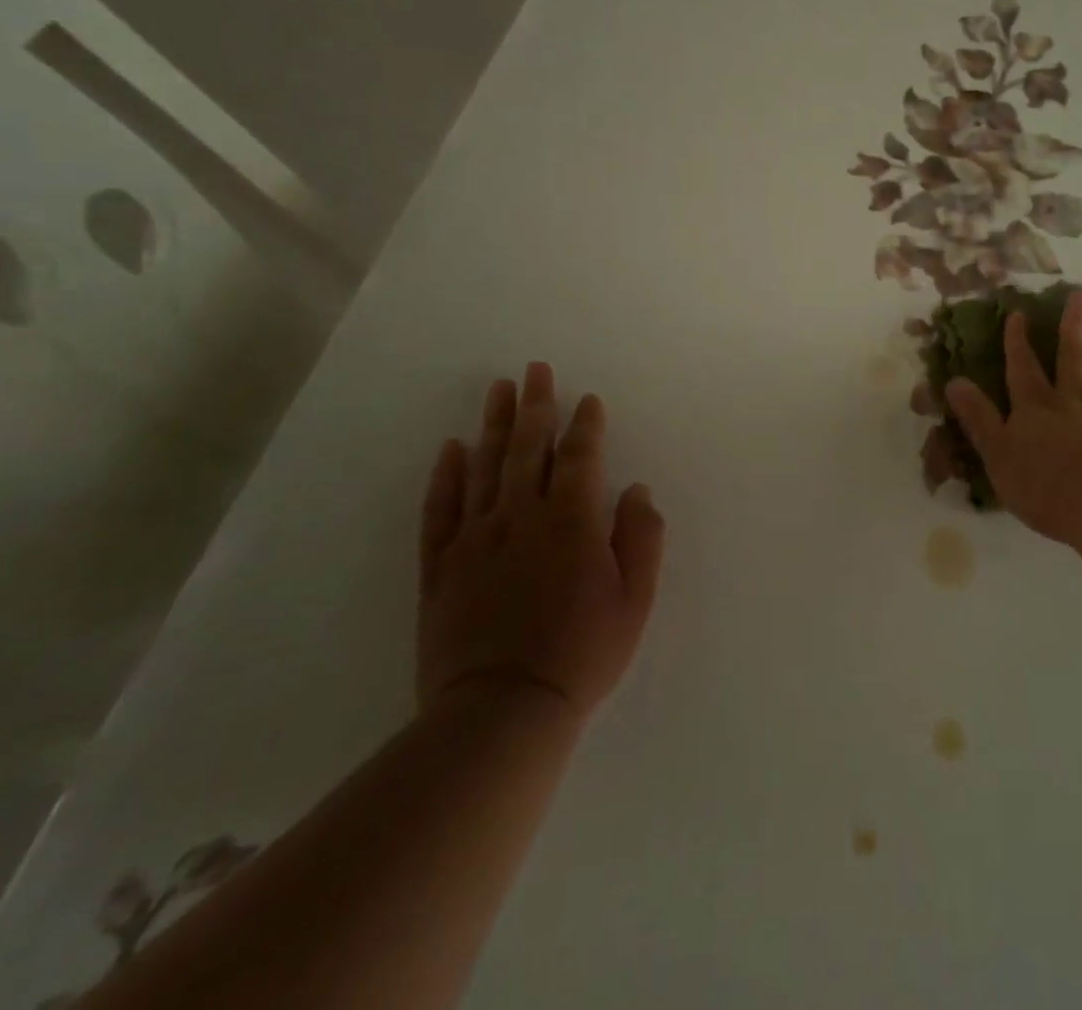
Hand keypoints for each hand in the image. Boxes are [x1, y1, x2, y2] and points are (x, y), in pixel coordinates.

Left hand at [419, 363, 665, 732]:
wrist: (503, 711)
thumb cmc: (583, 653)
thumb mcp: (635, 599)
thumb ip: (641, 538)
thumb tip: (635, 490)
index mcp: (572, 522)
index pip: (580, 458)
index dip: (585, 425)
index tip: (586, 400)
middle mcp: (522, 517)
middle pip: (529, 448)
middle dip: (536, 406)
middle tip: (536, 370)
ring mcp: (476, 539)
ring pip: (485, 467)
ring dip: (494, 425)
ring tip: (499, 389)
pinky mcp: (441, 567)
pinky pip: (440, 510)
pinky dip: (447, 476)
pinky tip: (453, 448)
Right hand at [944, 289, 1081, 552]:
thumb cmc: (1043, 485)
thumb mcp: (996, 454)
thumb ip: (978, 417)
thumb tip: (953, 382)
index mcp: (1036, 406)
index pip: (1022, 366)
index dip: (1017, 340)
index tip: (1018, 312)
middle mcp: (1074, 399)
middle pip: (1073, 354)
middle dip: (1073, 323)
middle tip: (1080, 292)